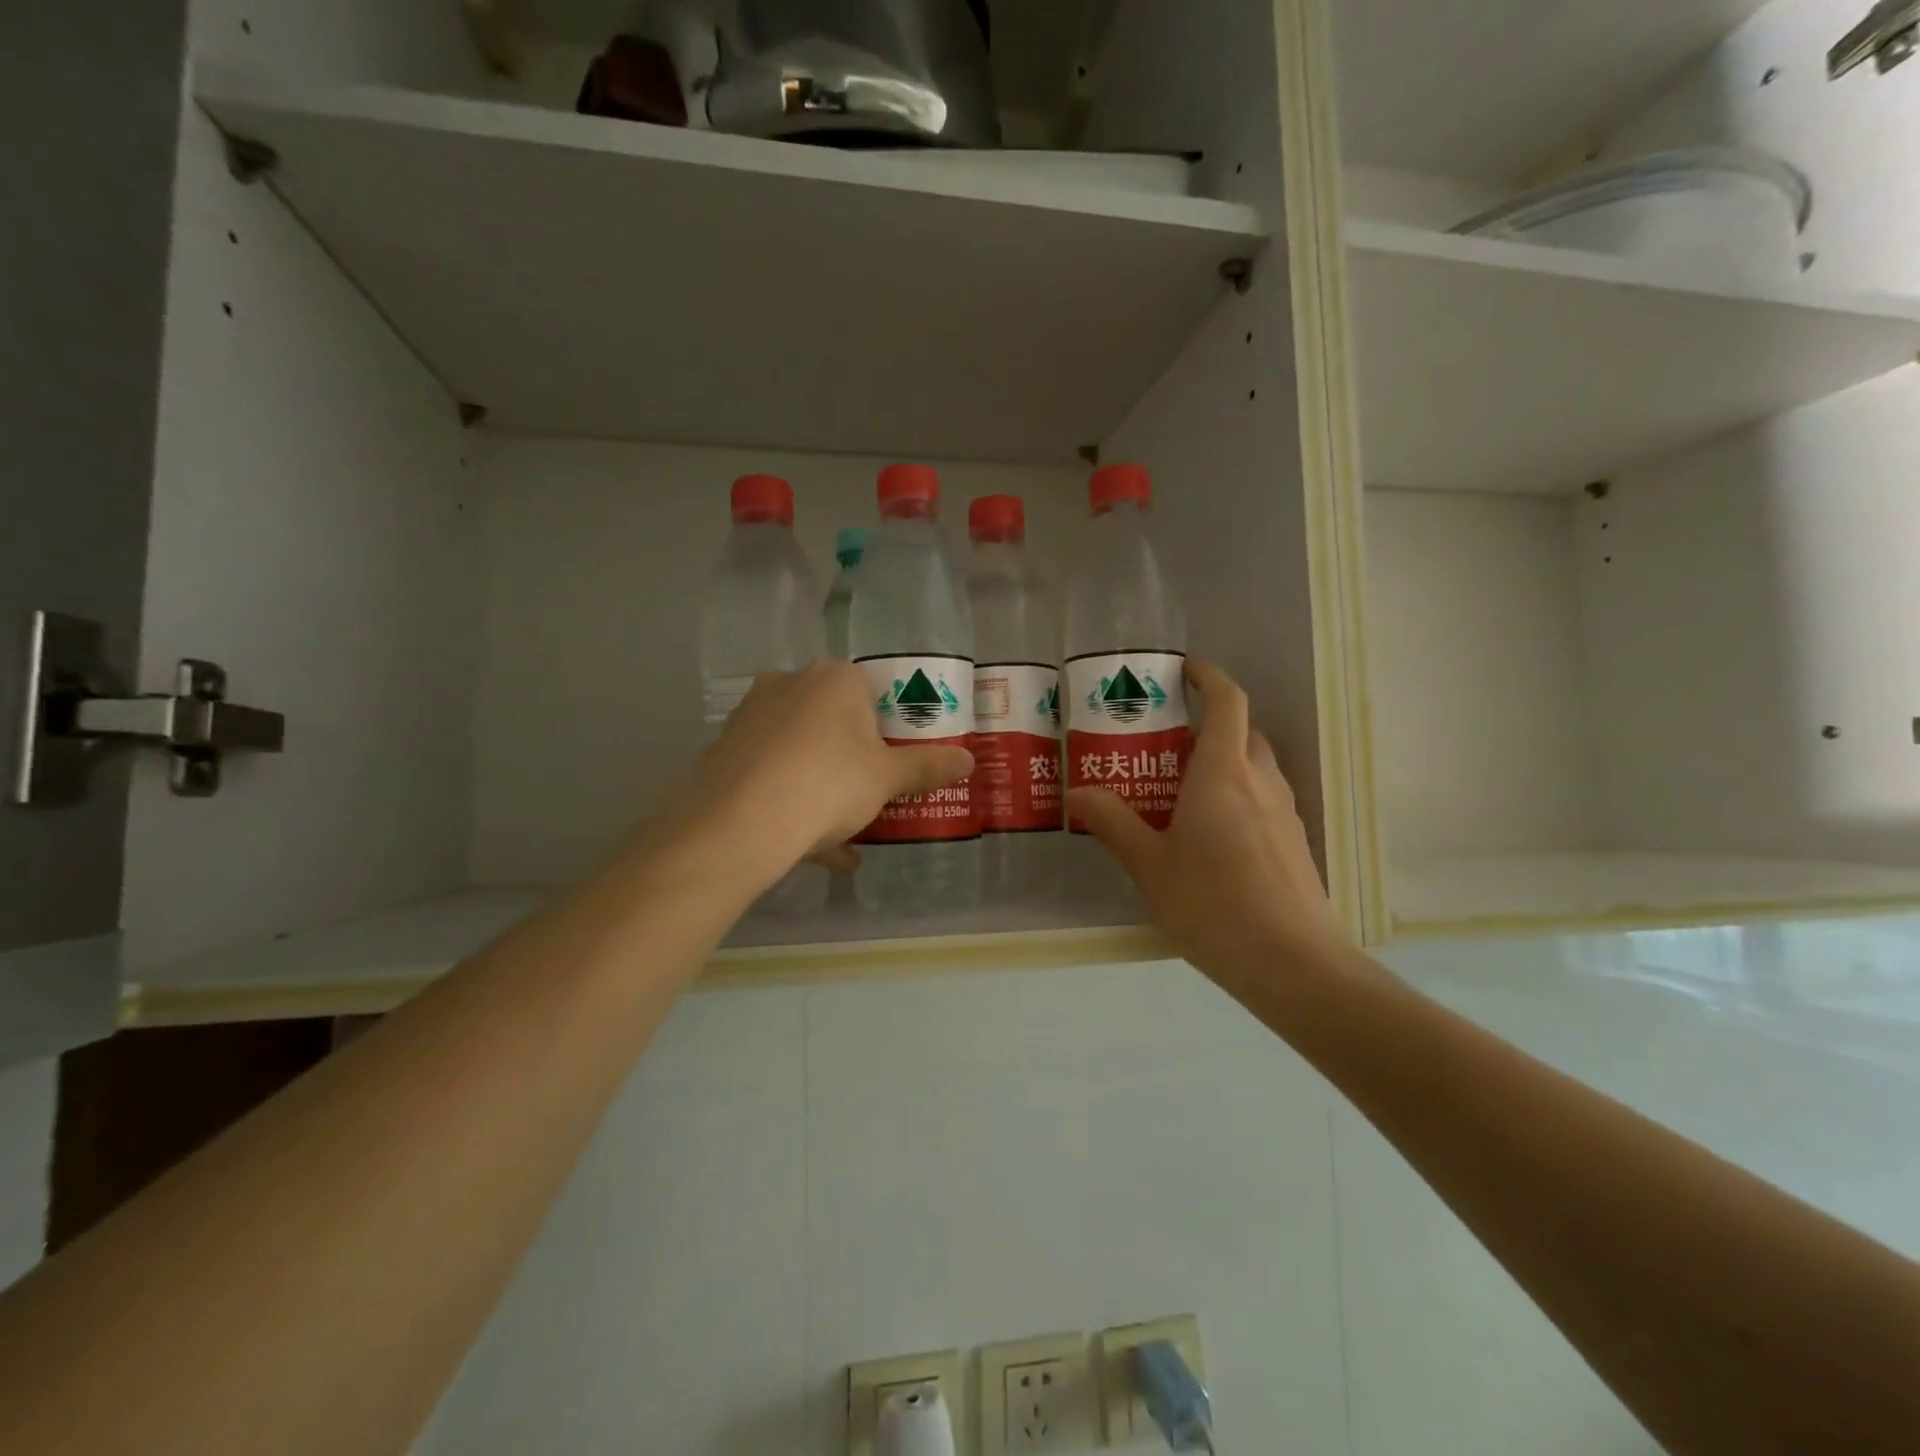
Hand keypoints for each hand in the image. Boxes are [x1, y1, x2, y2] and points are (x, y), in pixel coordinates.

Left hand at [682, 662, 973, 879]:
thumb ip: (928, 767)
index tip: (894, 757)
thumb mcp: (888, 779)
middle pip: (832, 717)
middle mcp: (788, 684)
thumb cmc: (829, 783)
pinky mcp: (724, 751)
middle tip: (871, 790)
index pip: (871, 687)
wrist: (740, 824)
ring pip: (799, 749)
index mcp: (833, 678)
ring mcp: (750, 717)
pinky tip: (813, 849)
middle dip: (852, 754)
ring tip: (845, 831)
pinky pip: (770, 773)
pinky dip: (791, 801)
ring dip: (823, 784)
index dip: (888, 723)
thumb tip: (969, 759)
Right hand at [1065, 661, 1349, 989]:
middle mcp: (1260, 782)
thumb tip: (1077, 793)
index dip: (1208, 676)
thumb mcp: (1150, 865)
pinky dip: (1238, 799)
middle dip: (1208, 727)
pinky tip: (1211, 839)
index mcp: (1223, 773)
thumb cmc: (1213, 903)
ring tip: (1182, 793)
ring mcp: (1285, 814)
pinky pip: (1263, 802)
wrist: (1293, 964)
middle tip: (1165, 746)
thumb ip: (1113, 823)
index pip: (1227, 701)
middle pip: (1242, 733)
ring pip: (1255, 769)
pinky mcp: (1294, 845)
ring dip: (1224, 764)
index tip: (1184, 670)